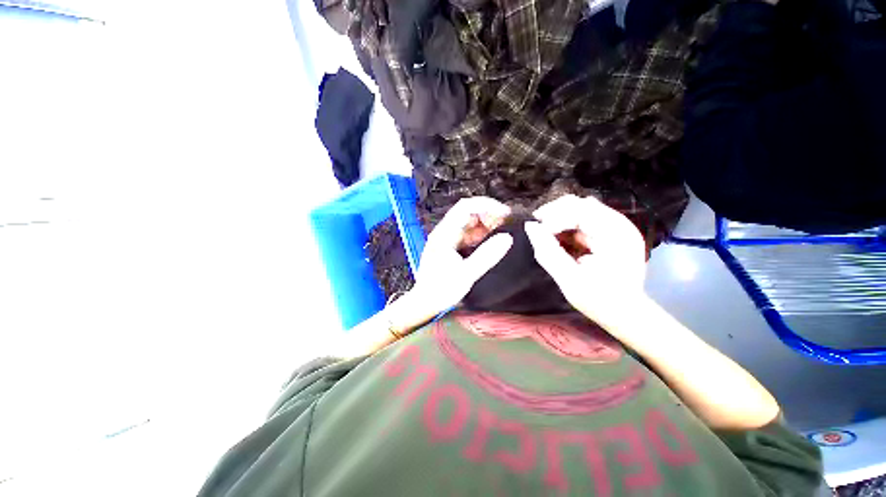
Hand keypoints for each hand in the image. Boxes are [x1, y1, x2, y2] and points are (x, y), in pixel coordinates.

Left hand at [409, 197, 513, 317]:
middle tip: (507, 223)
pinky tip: (491, 239)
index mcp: (445, 234)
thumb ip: (486, 256)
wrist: (425, 303)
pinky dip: (481, 234)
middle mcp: (445, 232)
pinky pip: (468, 234)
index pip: (465, 207)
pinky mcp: (451, 246)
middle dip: (488, 214)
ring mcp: (447, 238)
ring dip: (486, 223)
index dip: (486, 205)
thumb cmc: (442, 290)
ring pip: (469, 223)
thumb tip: (507, 238)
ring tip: (503, 229)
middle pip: (467, 212)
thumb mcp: (466, 274)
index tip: (505, 213)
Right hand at [524, 195, 646, 329]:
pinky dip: (566, 225)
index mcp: (615, 235)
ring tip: (545, 233)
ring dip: (559, 218)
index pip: (579, 210)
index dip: (554, 217)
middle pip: (580, 204)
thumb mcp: (569, 280)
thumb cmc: (600, 301)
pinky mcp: (610, 233)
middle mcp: (619, 225)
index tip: (537, 233)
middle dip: (554, 213)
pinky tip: (558, 237)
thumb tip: (530, 227)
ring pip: (580, 208)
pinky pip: (583, 219)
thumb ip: (548, 252)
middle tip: (537, 229)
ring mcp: (616, 227)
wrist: (627, 314)